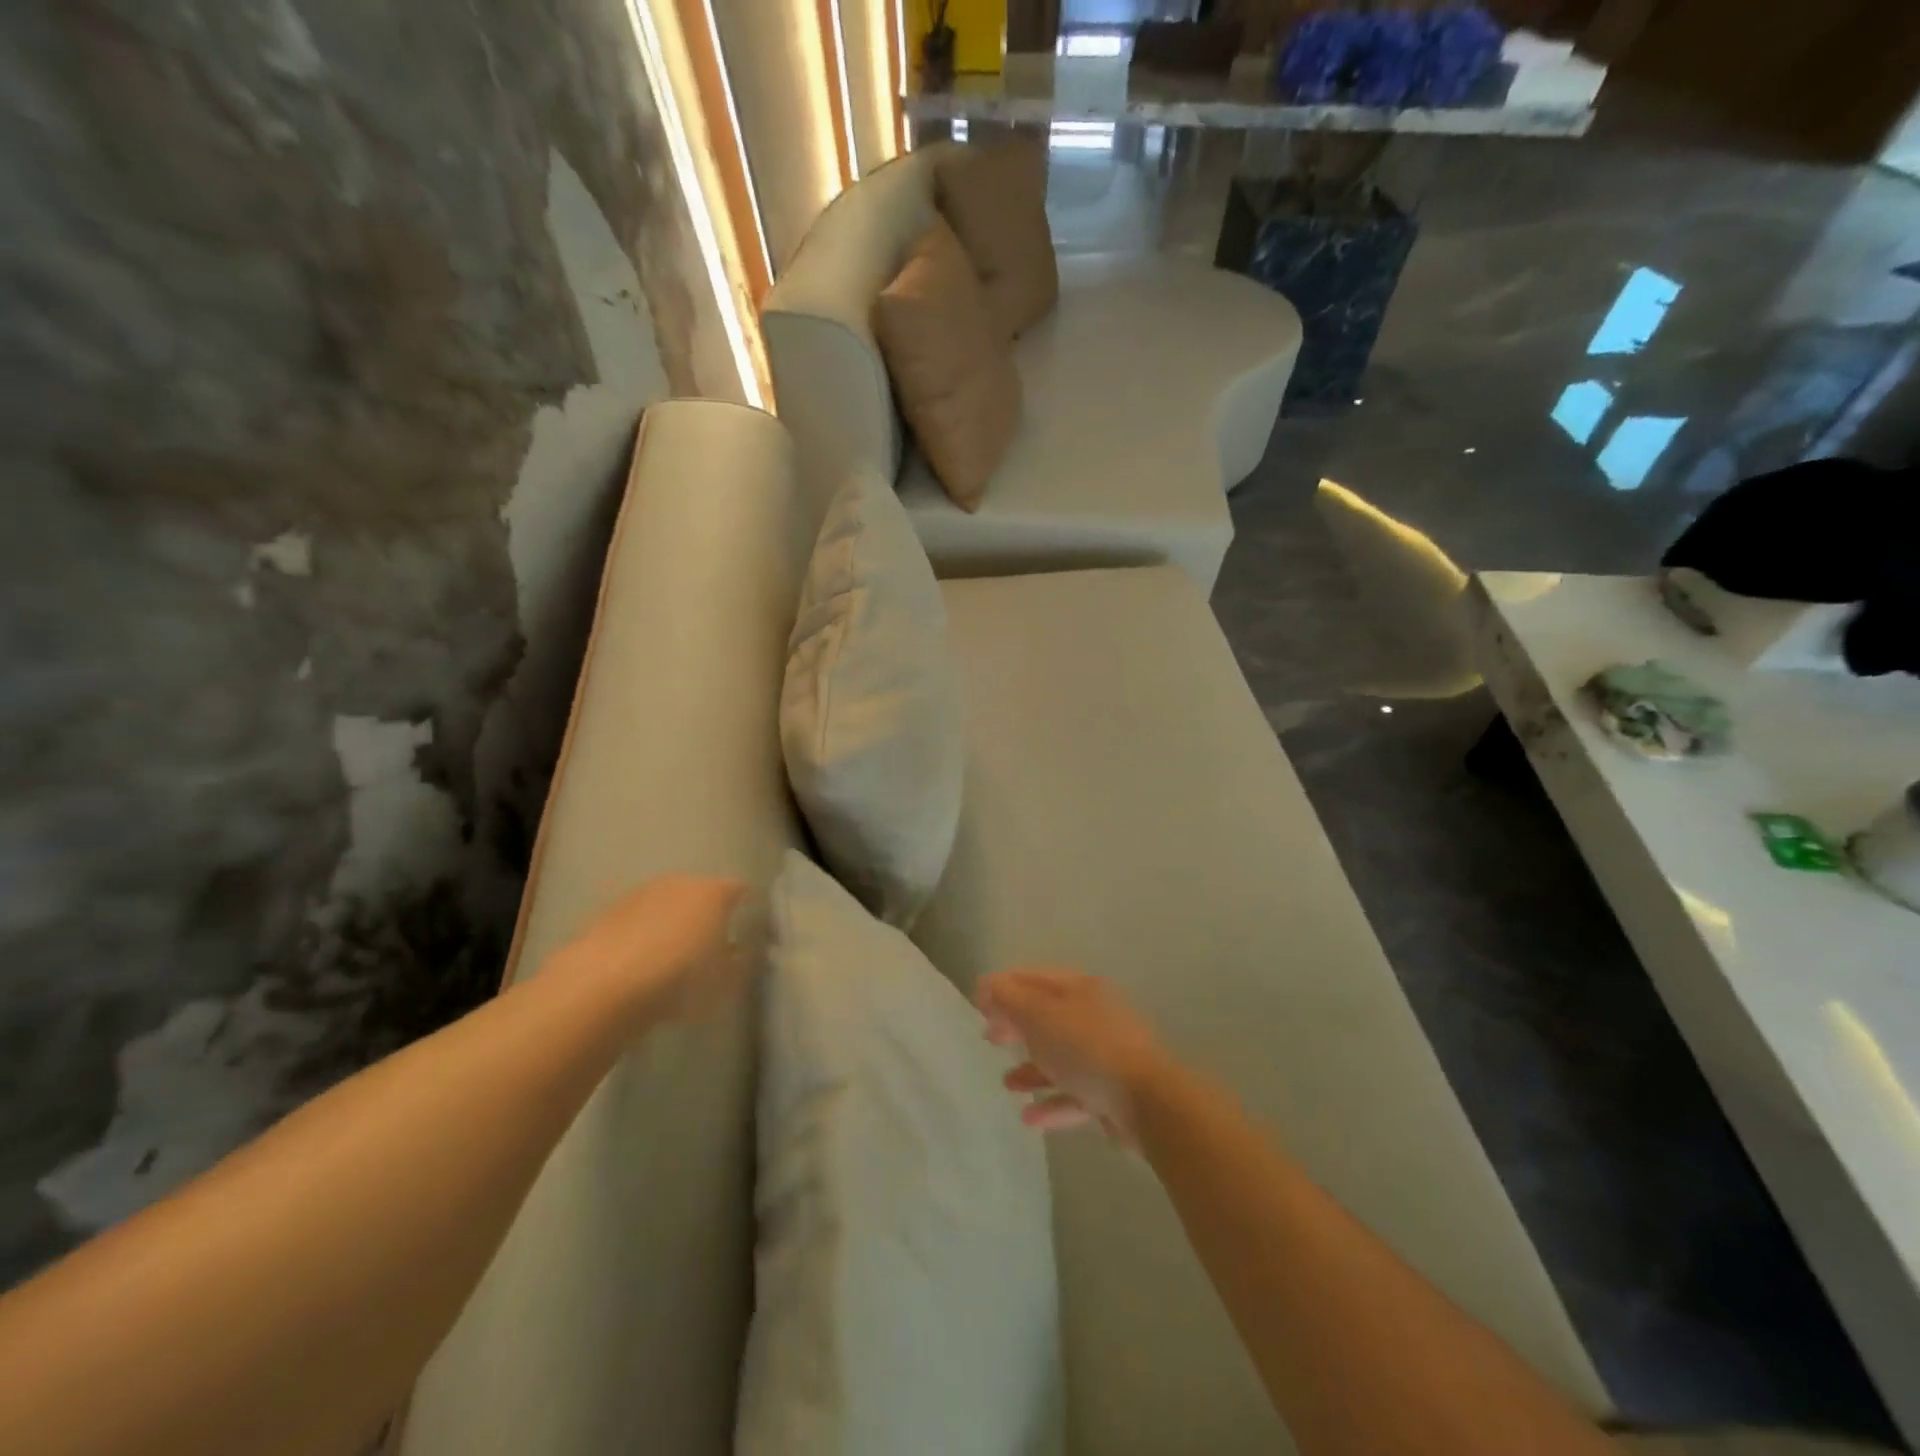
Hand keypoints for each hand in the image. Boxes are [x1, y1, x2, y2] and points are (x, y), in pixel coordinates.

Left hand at [551, 875, 753, 1029]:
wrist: (604, 986)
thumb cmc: (679, 979)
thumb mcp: (723, 981)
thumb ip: (737, 963)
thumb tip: (739, 953)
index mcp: (714, 893)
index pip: (738, 890)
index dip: (744, 908)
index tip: (746, 927)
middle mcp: (679, 883)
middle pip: (699, 894)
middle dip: (705, 915)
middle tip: (709, 945)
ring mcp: (640, 895)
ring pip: (665, 906)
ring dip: (670, 924)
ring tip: (671, 957)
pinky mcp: (607, 914)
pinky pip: (636, 922)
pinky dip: (642, 936)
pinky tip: (639, 964)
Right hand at [977, 967, 1175, 1146]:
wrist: (1147, 1101)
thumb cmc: (1087, 1049)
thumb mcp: (1040, 1016)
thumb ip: (1010, 1000)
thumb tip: (987, 984)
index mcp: (1080, 989)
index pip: (1035, 978)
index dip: (1004, 987)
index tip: (978, 1002)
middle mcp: (1094, 1016)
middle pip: (1048, 1016)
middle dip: (1017, 1026)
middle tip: (989, 1037)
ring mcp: (1106, 1055)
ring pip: (1061, 1056)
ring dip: (1032, 1068)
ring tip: (1007, 1083)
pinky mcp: (1112, 1092)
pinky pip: (1075, 1092)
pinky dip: (1052, 1101)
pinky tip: (1029, 1118)